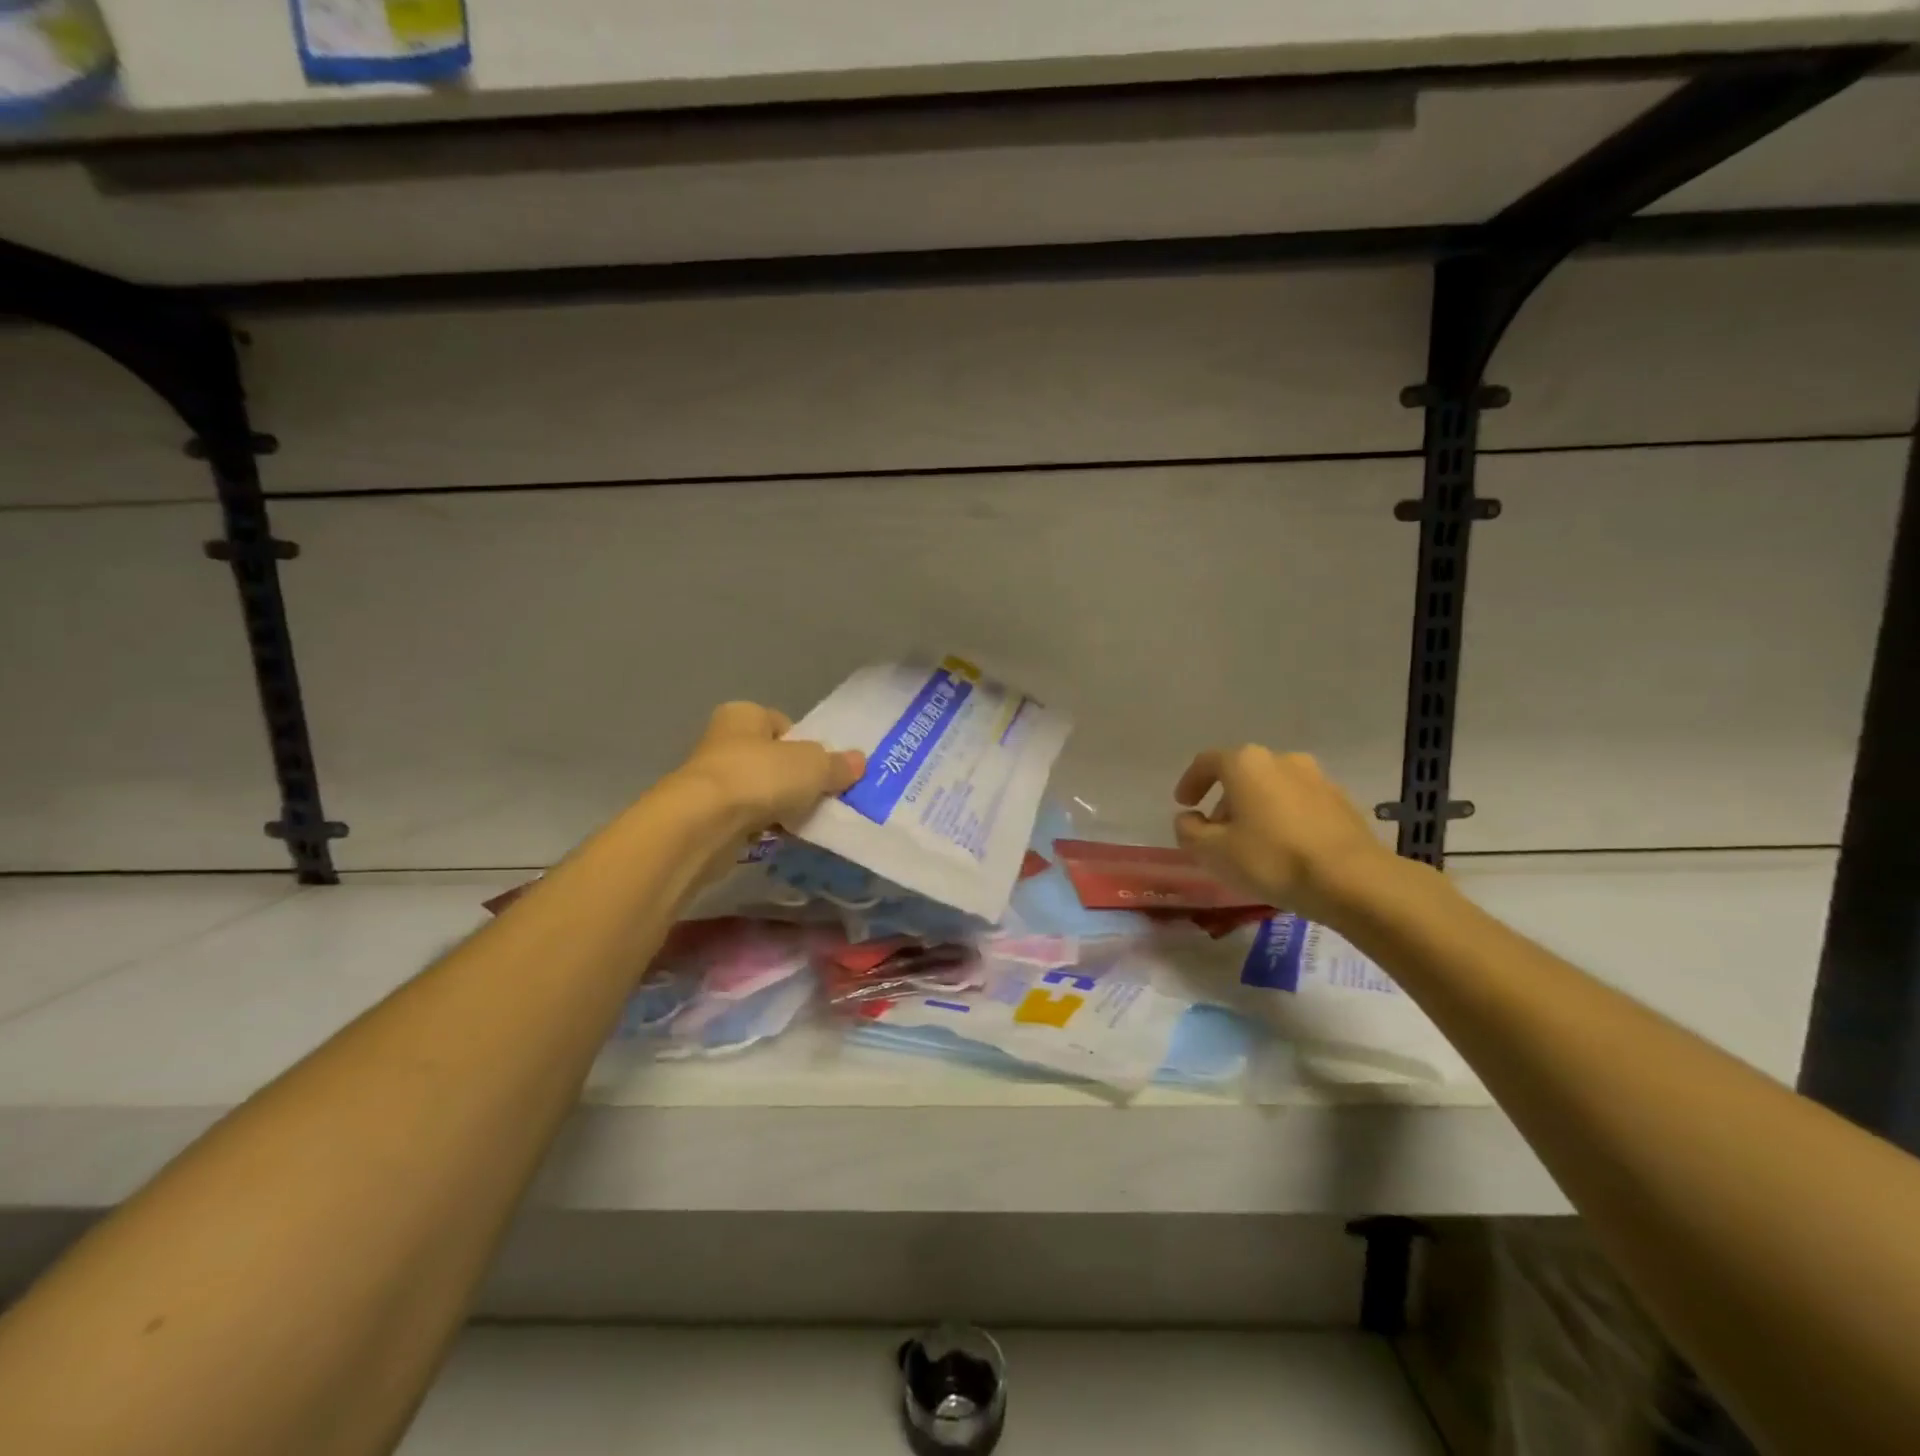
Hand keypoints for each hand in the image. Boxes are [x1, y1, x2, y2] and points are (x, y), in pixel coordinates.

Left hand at [673, 701, 864, 833]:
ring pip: (759, 791)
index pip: (782, 724)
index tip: (823, 769)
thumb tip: (859, 762)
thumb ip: (837, 765)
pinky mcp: (706, 816)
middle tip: (820, 797)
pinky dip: (762, 827)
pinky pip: (745, 819)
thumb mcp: (813, 766)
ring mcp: (711, 780)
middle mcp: (722, 741)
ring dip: (779, 806)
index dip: (805, 745)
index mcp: (743, 715)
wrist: (703, 824)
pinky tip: (779, 839)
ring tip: (803, 822)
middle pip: (772, 759)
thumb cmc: (760, 777)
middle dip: (795, 780)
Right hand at [1173, 745, 1398, 925]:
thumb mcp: (1213, 852)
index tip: (1184, 805)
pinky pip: (1299, 803)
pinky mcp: (1341, 801)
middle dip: (1224, 800)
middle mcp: (1281, 759)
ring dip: (1255, 808)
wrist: (1353, 880)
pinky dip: (1283, 818)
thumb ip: (1189, 831)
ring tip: (1251, 843)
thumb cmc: (1272, 859)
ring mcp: (1316, 778)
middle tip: (1216, 831)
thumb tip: (1189, 819)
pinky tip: (1284, 848)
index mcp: (1246, 763)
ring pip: (1272, 787)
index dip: (1190, 782)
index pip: (1206, 762)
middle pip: (1242, 774)